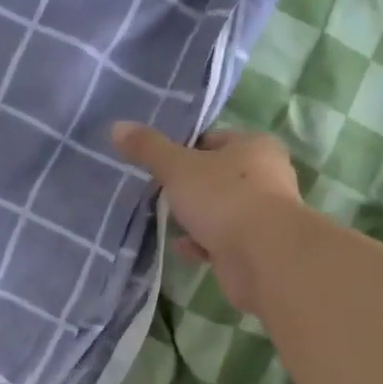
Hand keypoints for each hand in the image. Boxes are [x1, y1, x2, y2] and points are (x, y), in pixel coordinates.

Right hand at [111, 123, 304, 315]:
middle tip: (160, 192)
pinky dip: (202, 242)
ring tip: (166, 220)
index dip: (186, 149)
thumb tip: (117, 126)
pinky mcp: (257, 248)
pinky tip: (181, 246)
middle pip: (219, 175)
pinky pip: (223, 240)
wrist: (264, 257)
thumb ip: (148, 148)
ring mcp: (264, 215)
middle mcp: (266, 176)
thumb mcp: (178, 167)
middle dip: (190, 185)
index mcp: (254, 146)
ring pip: (222, 209)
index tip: (160, 164)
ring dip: (197, 216)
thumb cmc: (224, 198)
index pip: (214, 140)